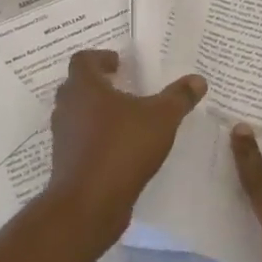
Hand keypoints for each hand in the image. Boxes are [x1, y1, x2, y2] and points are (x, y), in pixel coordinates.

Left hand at [44, 49, 206, 241]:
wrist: (89, 203)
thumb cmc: (122, 148)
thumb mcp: (161, 119)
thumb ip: (179, 97)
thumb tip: (198, 80)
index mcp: (84, 86)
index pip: (83, 60)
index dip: (101, 58)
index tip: (119, 64)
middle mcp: (67, 106)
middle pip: (78, 85)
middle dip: (100, 85)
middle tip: (124, 87)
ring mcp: (63, 136)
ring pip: (78, 114)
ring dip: (97, 112)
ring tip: (126, 118)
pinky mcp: (65, 161)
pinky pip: (80, 140)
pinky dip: (96, 138)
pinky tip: (120, 148)